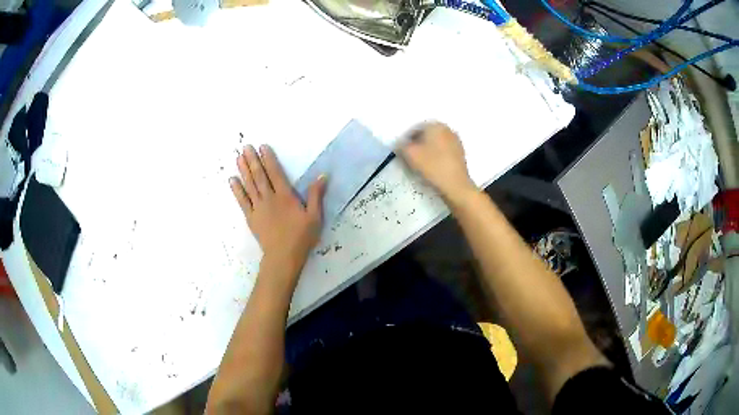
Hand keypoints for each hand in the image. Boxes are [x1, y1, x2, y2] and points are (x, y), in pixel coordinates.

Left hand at [230, 145, 325, 272]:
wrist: (283, 256)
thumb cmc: (301, 237)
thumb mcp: (314, 216)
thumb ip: (316, 195)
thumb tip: (322, 175)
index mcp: (285, 196)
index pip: (275, 173)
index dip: (268, 159)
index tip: (262, 147)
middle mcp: (269, 198)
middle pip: (259, 176)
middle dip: (252, 160)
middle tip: (245, 147)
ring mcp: (258, 207)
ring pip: (249, 185)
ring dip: (243, 170)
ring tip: (238, 157)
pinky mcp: (251, 217)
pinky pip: (242, 201)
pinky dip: (237, 190)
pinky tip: (232, 180)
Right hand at [396, 122, 475, 203]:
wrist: (456, 186)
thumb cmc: (432, 166)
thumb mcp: (410, 154)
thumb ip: (401, 145)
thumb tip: (399, 144)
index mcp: (436, 125)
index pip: (415, 128)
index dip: (406, 140)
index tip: (401, 152)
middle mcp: (447, 129)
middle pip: (426, 135)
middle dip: (417, 144)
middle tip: (409, 157)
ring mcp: (456, 141)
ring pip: (435, 143)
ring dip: (427, 151)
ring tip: (420, 164)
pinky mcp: (460, 154)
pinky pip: (443, 151)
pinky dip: (436, 156)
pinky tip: (432, 167)